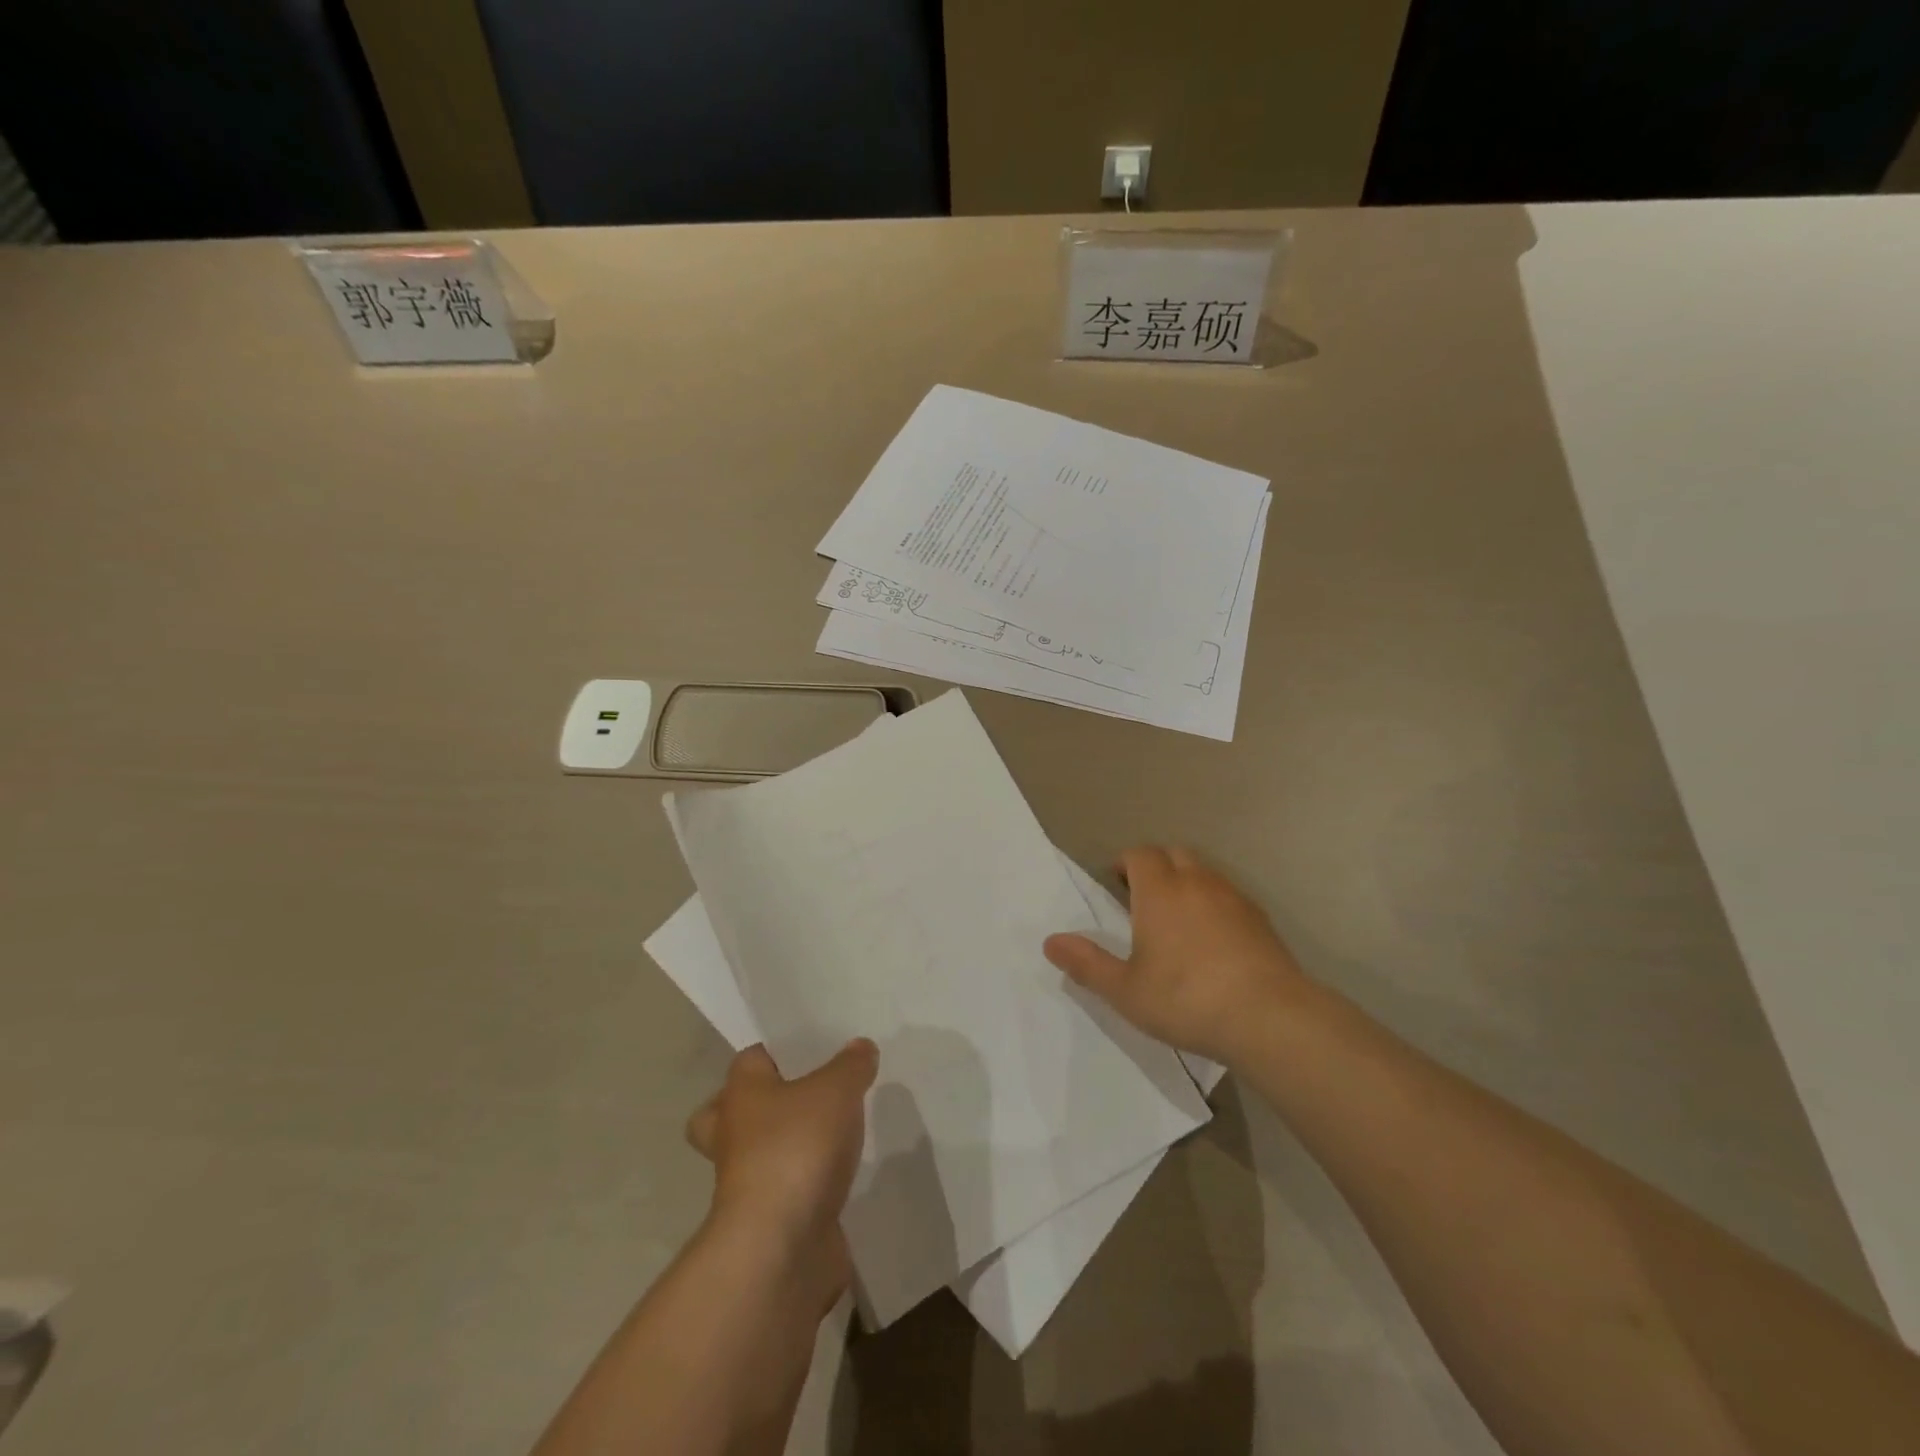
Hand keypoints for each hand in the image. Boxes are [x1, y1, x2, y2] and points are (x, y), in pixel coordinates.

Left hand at [685, 1041, 877, 1309]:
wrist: (780, 1247)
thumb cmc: (797, 1148)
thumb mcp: (837, 1090)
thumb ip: (851, 1065)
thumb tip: (860, 1047)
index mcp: (741, 1094)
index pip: (749, 1060)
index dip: (776, 1051)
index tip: (811, 1049)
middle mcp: (733, 1135)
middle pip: (728, 1112)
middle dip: (757, 1106)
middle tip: (800, 1097)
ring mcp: (746, 1183)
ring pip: (756, 1154)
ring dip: (784, 1148)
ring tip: (831, 1136)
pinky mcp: (768, 1221)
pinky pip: (784, 1191)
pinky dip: (805, 1186)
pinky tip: (838, 1176)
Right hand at [1044, 845, 1310, 1065]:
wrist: (1269, 1018)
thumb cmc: (1186, 999)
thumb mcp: (1125, 990)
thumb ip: (1086, 964)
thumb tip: (1050, 942)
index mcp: (1160, 891)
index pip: (1140, 855)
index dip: (1124, 863)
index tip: (1115, 883)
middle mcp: (1197, 883)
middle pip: (1174, 854)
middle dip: (1156, 867)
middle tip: (1143, 897)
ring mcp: (1234, 898)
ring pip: (1205, 873)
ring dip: (1187, 883)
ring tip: (1177, 919)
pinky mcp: (1261, 920)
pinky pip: (1229, 897)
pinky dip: (1215, 905)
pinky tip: (1214, 940)